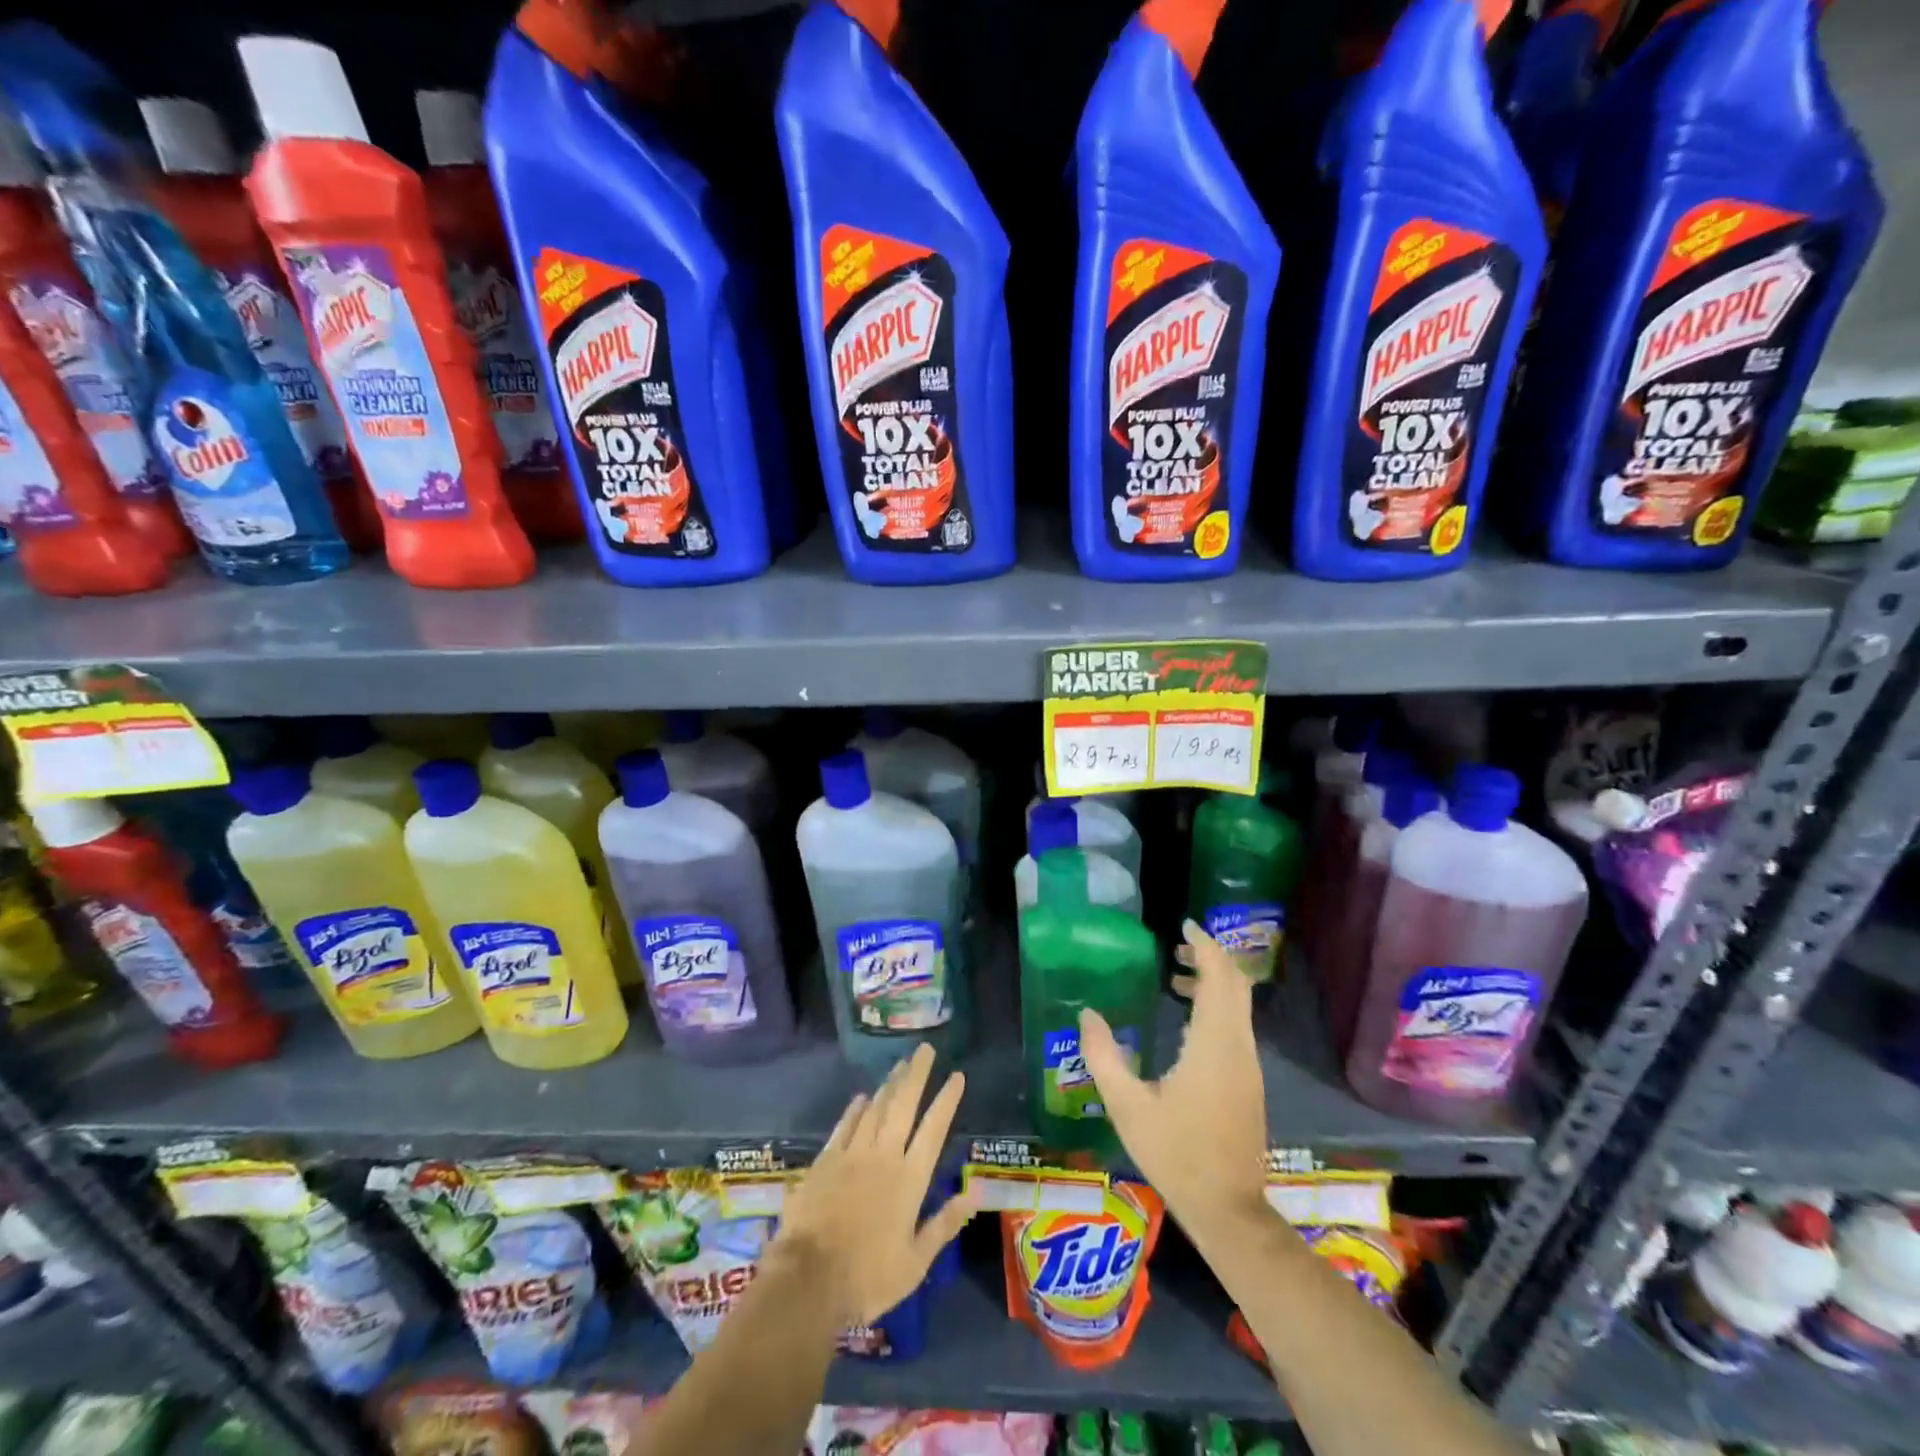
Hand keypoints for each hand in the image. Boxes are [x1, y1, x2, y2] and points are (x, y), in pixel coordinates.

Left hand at [771, 1043, 977, 1326]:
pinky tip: (861, 1097)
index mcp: (910, 1179)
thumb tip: (974, 1193)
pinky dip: (855, 1109)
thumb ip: (944, 1224)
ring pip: (875, 1109)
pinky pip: (844, 1126)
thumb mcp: (915, 1262)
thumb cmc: (868, 1278)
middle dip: (916, 1074)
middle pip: (903, 1105)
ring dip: (889, 1085)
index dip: (947, 1100)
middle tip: (925, 1049)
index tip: (957, 1075)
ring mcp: (852, 1154)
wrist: (808, 1280)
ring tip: (900, 1064)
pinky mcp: (825, 1161)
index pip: (934, 1129)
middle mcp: (884, 1156)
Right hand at [1078, 921, 1269, 1243]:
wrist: (1228, 1210)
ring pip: (1238, 1006)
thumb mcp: (1128, 1106)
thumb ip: (1104, 1056)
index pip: (1219, 977)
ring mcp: (1248, 1065)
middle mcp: (1238, 1046)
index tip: (1184, 925)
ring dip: (1213, 983)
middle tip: (1177, 945)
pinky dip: (1216, 1007)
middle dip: (1210, 958)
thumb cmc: (1177, 1154)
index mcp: (1213, 1044)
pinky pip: (1236, 1026)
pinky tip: (1185, 1022)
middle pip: (1235, 985)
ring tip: (1174, 978)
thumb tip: (1088, 1014)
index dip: (1205, 945)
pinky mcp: (1248, 1081)